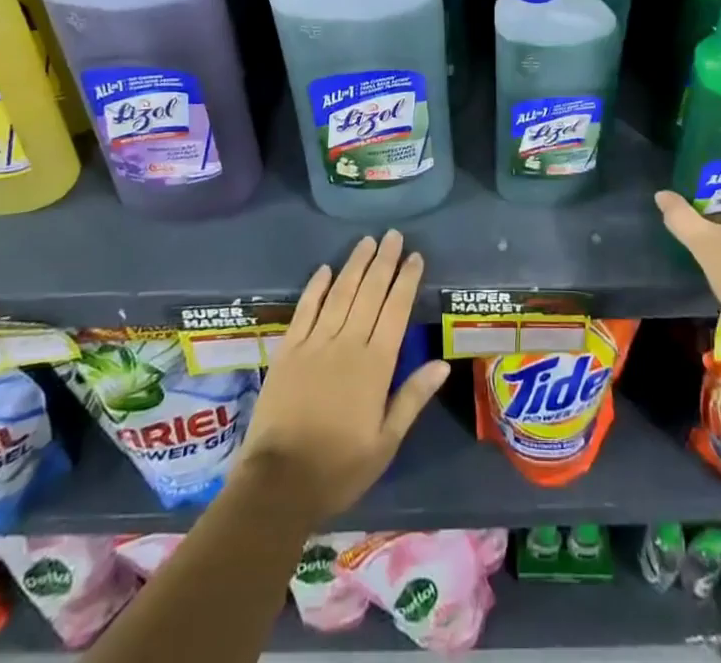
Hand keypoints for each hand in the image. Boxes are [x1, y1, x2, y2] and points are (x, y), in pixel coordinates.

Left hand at [238, 231, 450, 525]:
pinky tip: (325, 269)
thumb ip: (412, 398)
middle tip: (394, 235)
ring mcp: (315, 344)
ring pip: (340, 294)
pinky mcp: (288, 351)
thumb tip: (442, 363)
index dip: (406, 281)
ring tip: (367, 241)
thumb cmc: (339, 468)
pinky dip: (316, 287)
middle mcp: (347, 344)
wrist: (278, 484)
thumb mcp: (385, 442)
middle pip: (369, 293)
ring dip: (355, 265)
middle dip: (384, 262)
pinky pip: (305, 310)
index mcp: (375, 365)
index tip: (415, 256)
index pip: (396, 311)